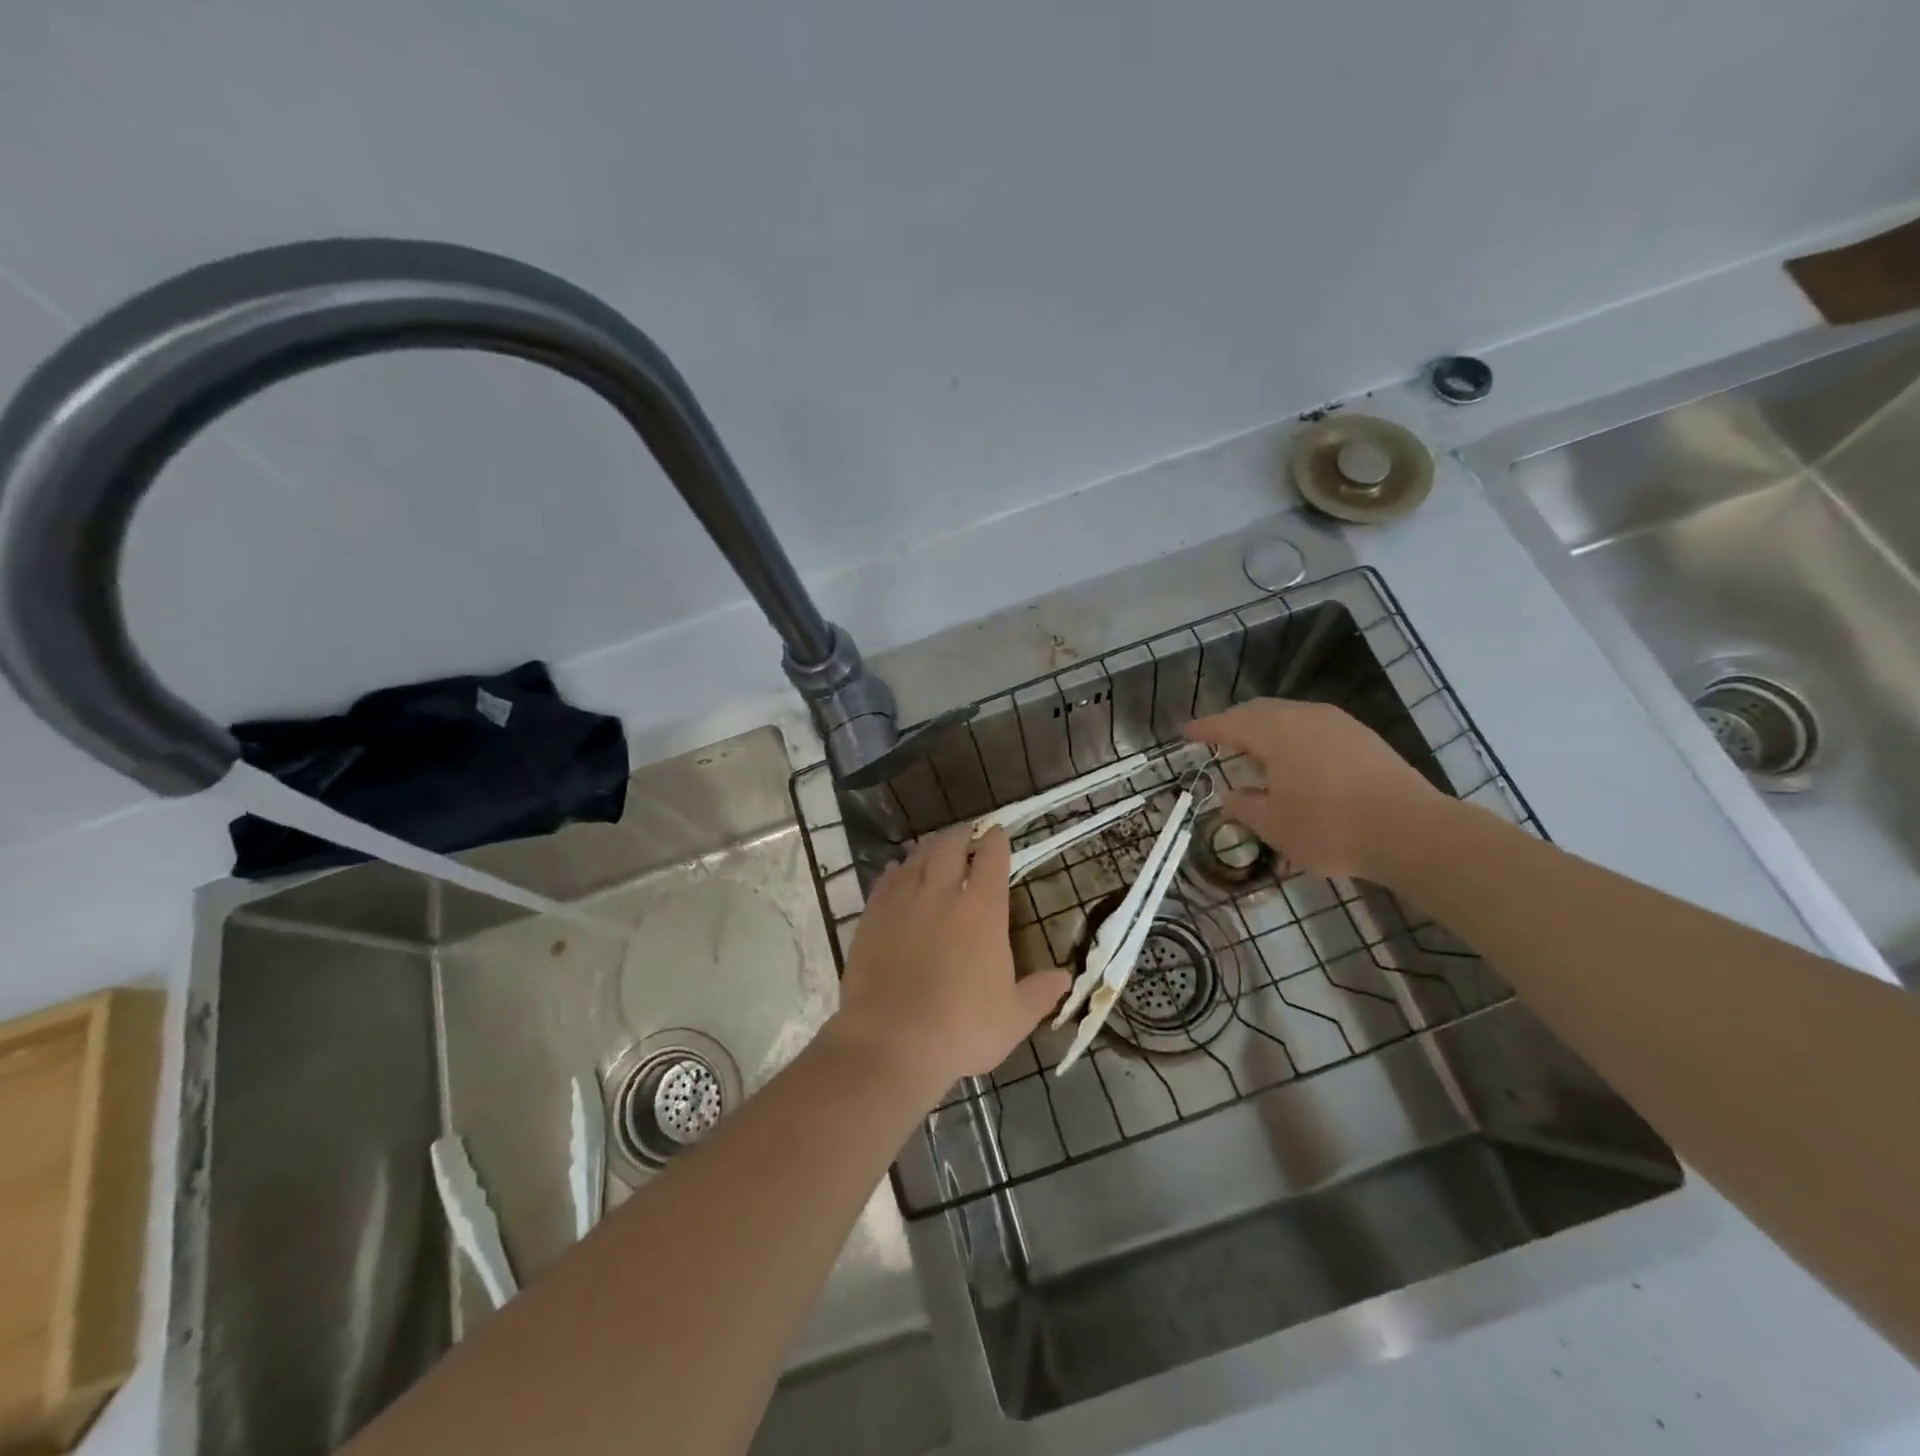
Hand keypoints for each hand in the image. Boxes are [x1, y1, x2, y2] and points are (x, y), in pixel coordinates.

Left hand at [827, 826, 1069, 1091]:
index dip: (995, 841)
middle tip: (965, 831)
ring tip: (932, 844)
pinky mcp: (872, 918)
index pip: (991, 860)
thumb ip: (1040, 993)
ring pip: (915, 858)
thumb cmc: (962, 1029)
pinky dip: (895, 870)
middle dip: (960, 834)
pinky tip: (895, 871)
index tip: (997, 833)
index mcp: (982, 912)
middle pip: (949, 847)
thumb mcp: (1014, 1018)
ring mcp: (903, 903)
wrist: (891, 1041)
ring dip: (928, 847)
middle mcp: (942, 895)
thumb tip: (1065, 978)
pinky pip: (884, 881)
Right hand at [1185, 698, 1452, 881]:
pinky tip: (1296, 762)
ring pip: (1291, 717)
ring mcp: (1340, 724)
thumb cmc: (1329, 827)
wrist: (1411, 831)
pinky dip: (1294, 739)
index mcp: (1275, 731)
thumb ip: (1244, 806)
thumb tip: (1230, 796)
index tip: (1185, 732)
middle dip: (1235, 723)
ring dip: (1267, 729)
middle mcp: (1305, 716)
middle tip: (1217, 738)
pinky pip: (1315, 728)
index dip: (1204, 729)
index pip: (1229, 723)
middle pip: (1260, 711)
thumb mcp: (1273, 825)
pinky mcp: (1365, 739)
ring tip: (1255, 750)